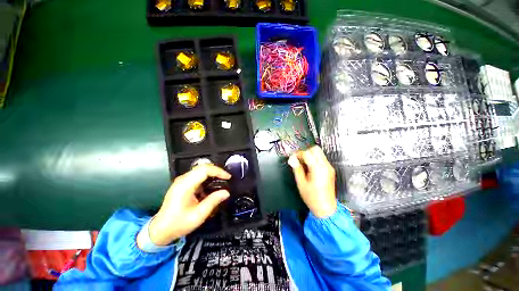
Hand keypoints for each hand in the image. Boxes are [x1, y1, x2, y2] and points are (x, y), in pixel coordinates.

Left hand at [142, 165, 230, 245]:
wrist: (161, 230)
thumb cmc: (179, 223)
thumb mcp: (198, 215)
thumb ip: (213, 201)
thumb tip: (226, 192)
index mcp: (185, 185)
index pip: (204, 170)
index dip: (218, 171)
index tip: (228, 177)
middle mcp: (183, 180)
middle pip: (202, 167)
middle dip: (216, 170)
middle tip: (226, 178)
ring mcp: (181, 181)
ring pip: (200, 170)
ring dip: (212, 173)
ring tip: (221, 180)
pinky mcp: (182, 184)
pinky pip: (197, 175)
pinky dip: (207, 177)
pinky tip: (211, 185)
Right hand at [288, 146, 336, 217]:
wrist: (326, 208)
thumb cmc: (312, 197)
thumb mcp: (301, 183)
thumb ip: (297, 169)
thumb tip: (291, 159)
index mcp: (318, 169)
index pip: (307, 153)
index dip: (298, 154)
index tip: (293, 158)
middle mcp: (325, 166)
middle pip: (315, 149)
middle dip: (305, 151)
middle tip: (299, 159)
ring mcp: (329, 167)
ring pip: (319, 153)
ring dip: (310, 155)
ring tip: (303, 164)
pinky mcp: (330, 170)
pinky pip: (321, 158)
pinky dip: (314, 159)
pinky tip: (309, 167)